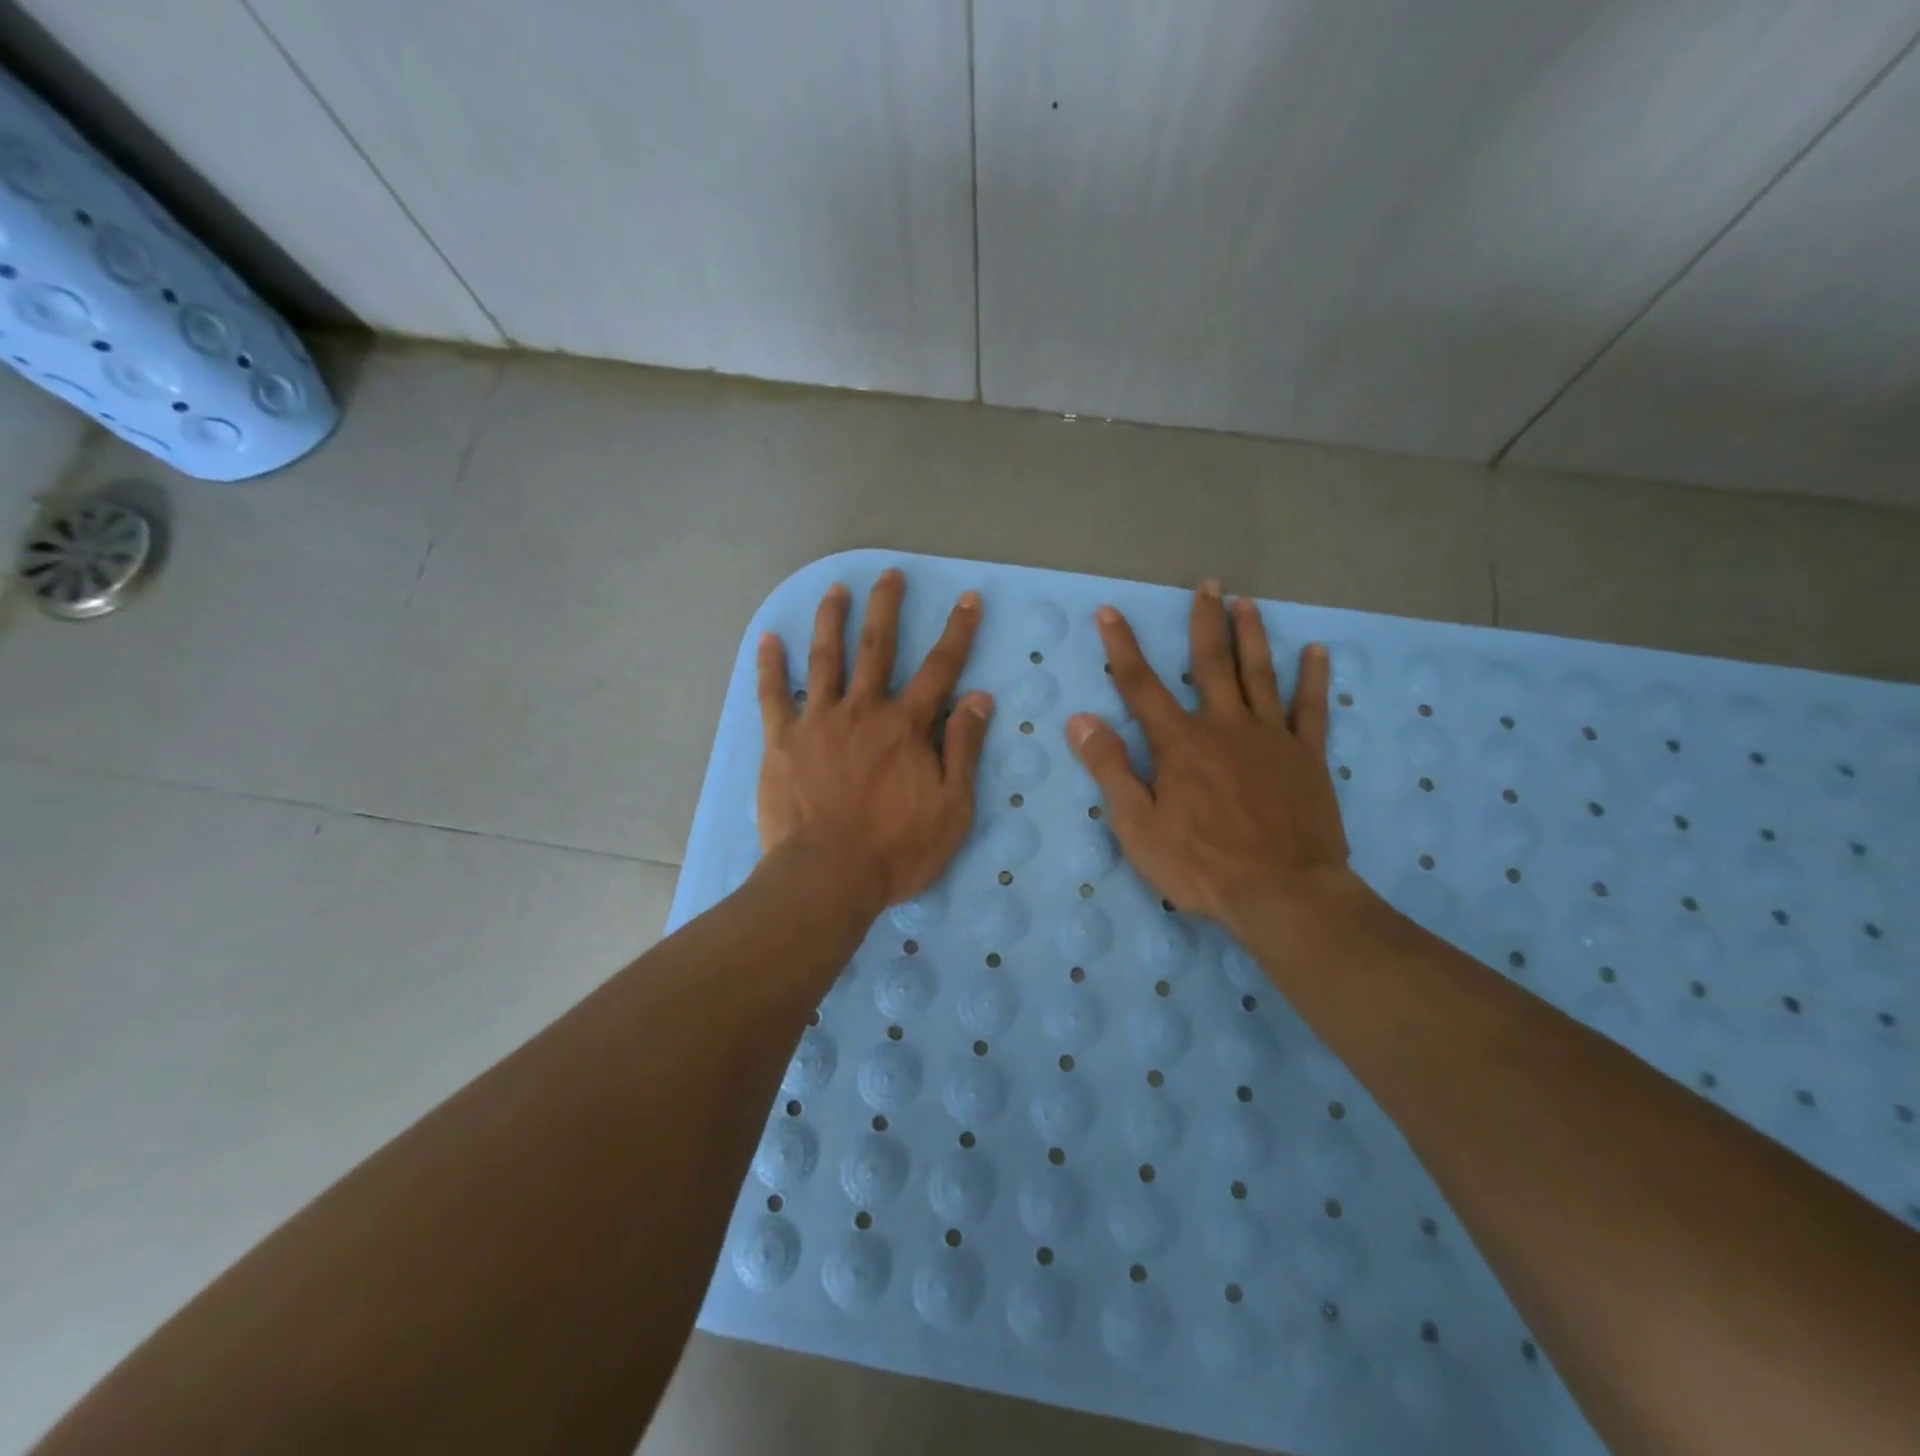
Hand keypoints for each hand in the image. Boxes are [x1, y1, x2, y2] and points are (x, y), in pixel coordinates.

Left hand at [757, 568, 992, 911]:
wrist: (828, 876)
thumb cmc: (897, 849)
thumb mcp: (953, 807)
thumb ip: (963, 749)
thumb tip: (979, 698)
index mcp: (906, 726)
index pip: (939, 668)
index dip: (957, 632)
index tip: (968, 599)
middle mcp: (863, 710)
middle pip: (876, 647)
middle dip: (886, 607)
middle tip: (890, 575)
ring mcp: (818, 721)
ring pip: (825, 658)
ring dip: (832, 619)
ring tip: (836, 589)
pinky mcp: (782, 740)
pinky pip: (773, 694)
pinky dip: (769, 665)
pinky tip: (768, 638)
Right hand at [1066, 582, 1353, 934]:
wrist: (1282, 893)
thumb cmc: (1201, 864)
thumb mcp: (1137, 825)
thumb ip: (1110, 769)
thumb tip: (1081, 720)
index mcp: (1179, 743)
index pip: (1141, 685)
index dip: (1122, 647)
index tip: (1109, 612)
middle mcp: (1224, 726)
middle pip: (1210, 663)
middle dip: (1204, 622)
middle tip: (1207, 585)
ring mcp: (1270, 737)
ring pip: (1259, 674)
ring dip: (1252, 636)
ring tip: (1248, 603)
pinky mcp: (1306, 757)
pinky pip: (1311, 708)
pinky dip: (1313, 678)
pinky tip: (1318, 651)